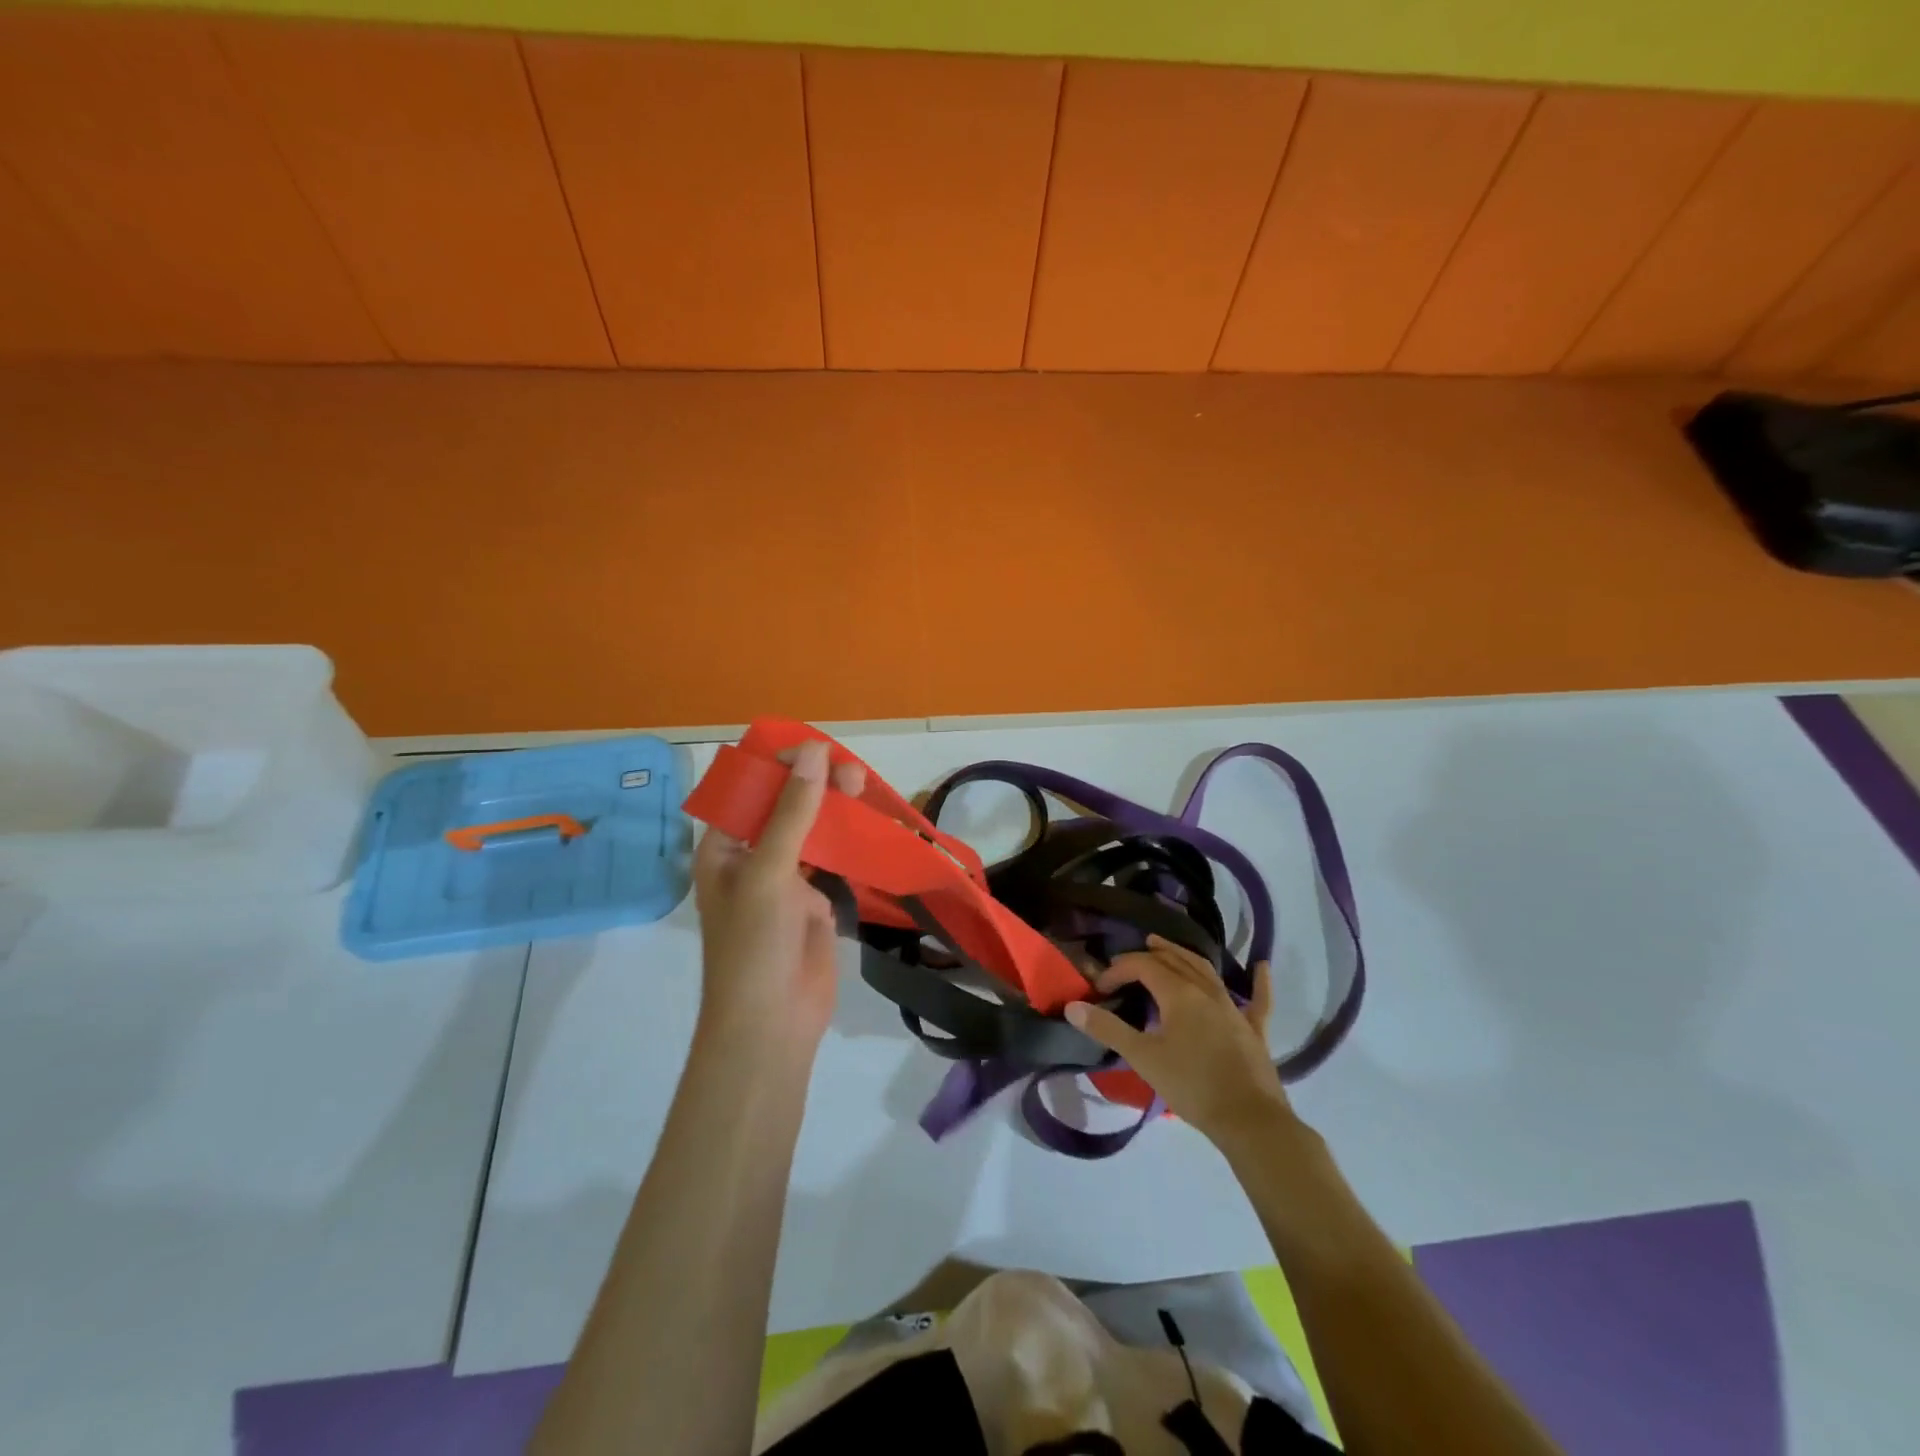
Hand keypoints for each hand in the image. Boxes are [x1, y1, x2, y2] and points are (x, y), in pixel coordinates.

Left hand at [692, 739, 865, 1055]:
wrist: (772, 1024)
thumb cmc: (754, 945)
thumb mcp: (768, 872)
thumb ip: (792, 812)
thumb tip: (814, 752)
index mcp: (722, 848)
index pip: (746, 791)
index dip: (776, 765)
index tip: (814, 748)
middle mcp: (751, 858)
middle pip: (782, 806)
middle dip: (812, 784)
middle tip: (848, 768)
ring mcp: (784, 880)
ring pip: (811, 830)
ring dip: (834, 808)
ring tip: (862, 784)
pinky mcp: (814, 901)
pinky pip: (832, 859)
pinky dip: (849, 839)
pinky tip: (870, 821)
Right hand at [1065, 936, 1292, 1146]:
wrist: (1249, 1121)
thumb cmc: (1192, 1085)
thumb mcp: (1143, 1058)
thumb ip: (1108, 1029)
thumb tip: (1073, 1007)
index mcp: (1179, 993)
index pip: (1143, 966)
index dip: (1119, 970)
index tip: (1101, 989)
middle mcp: (1206, 991)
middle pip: (1174, 961)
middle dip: (1149, 956)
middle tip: (1128, 961)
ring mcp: (1234, 1008)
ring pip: (1206, 971)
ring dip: (1183, 956)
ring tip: (1165, 949)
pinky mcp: (1254, 1030)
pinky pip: (1257, 1000)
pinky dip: (1259, 983)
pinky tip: (1263, 967)